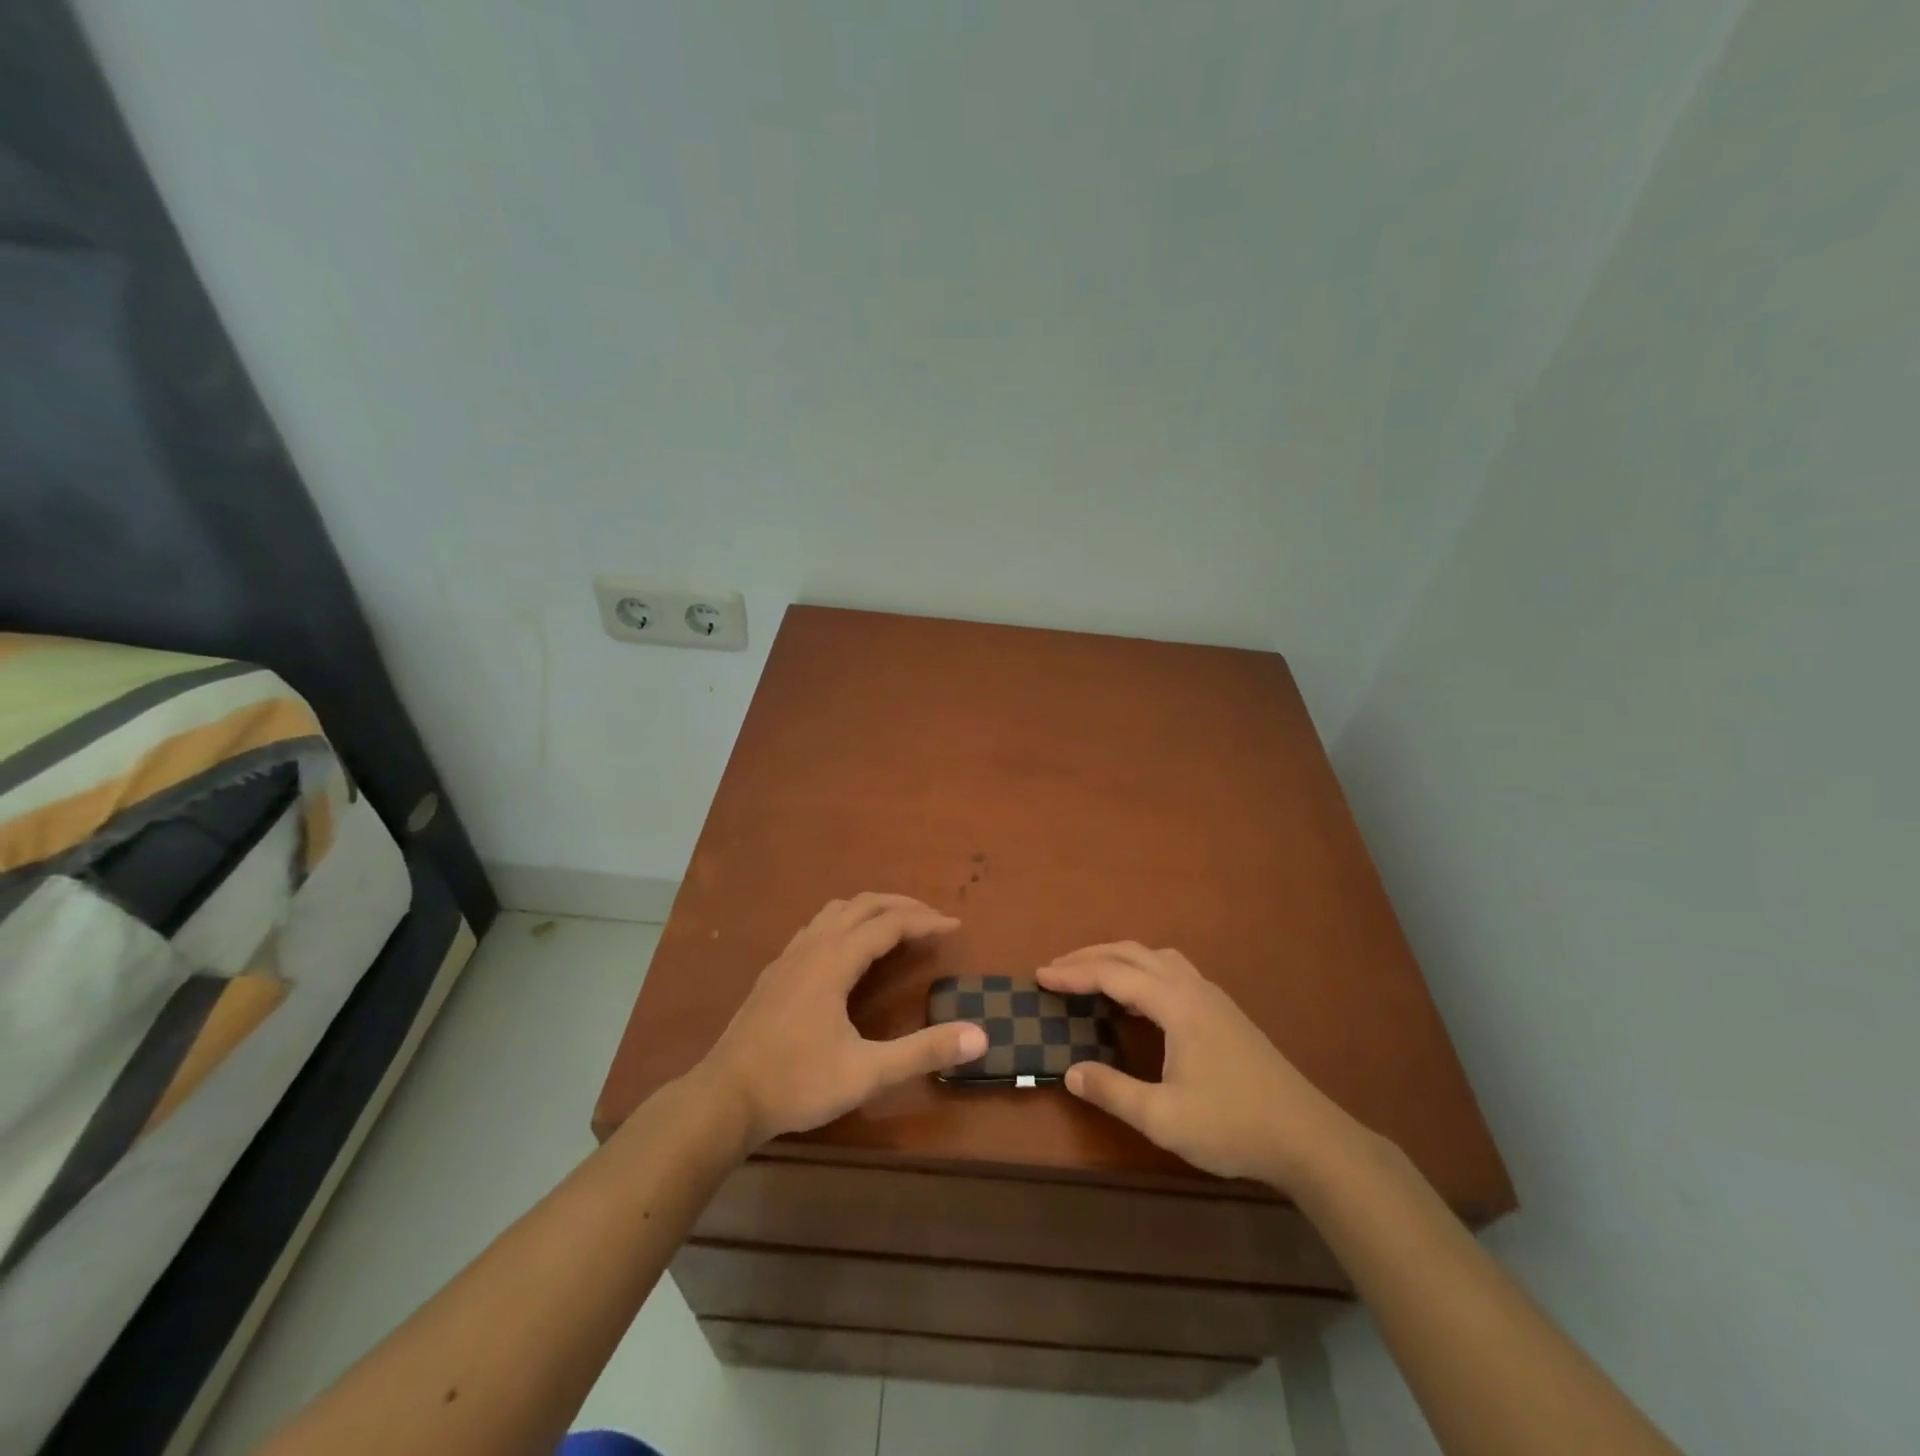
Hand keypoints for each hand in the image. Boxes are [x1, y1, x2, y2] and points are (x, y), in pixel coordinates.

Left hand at [696, 894, 986, 1149]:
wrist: (724, 1099)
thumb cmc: (797, 1083)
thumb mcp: (867, 1073)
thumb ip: (923, 1051)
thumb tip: (980, 1036)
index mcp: (835, 961)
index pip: (889, 924)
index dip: (925, 922)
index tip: (955, 927)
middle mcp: (812, 946)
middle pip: (862, 905)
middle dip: (902, 906)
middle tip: (933, 920)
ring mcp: (789, 957)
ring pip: (835, 911)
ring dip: (871, 909)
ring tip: (896, 926)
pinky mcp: (775, 972)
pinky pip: (817, 927)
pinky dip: (845, 923)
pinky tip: (848, 950)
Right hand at [1037, 942, 1360, 1189]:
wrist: (1308, 1138)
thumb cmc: (1233, 1126)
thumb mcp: (1164, 1118)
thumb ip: (1113, 1091)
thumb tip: (1069, 1071)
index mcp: (1177, 1004)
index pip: (1114, 975)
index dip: (1074, 974)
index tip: (1040, 976)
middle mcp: (1193, 988)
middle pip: (1133, 954)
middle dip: (1090, 956)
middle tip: (1055, 969)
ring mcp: (1212, 997)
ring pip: (1156, 957)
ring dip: (1118, 958)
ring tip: (1091, 974)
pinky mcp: (1223, 1011)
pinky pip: (1172, 970)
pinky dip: (1142, 970)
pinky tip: (1138, 997)